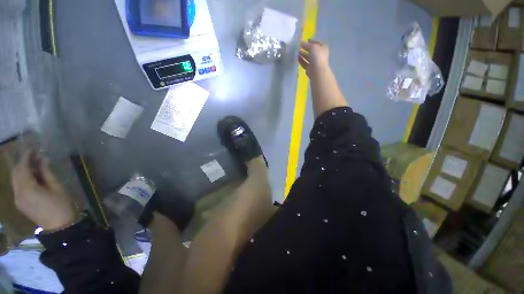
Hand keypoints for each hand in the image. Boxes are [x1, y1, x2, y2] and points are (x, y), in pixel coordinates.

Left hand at [11, 151, 77, 230]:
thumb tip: (43, 159)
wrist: (59, 227)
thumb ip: (47, 173)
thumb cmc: (61, 205)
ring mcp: (18, 199)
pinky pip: (17, 187)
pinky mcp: (20, 203)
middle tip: (34, 156)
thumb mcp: (57, 188)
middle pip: (16, 173)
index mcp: (28, 189)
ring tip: (34, 166)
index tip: (32, 149)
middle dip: (23, 163)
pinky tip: (32, 178)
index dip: (26, 157)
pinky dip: (22, 179)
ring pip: (15, 180)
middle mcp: (18, 193)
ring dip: (22, 171)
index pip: (22, 168)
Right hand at [298, 39, 329, 76]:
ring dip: (302, 54)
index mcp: (323, 48)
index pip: (317, 43)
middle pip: (311, 50)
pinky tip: (297, 57)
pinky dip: (301, 60)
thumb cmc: (317, 56)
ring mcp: (314, 62)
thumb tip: (301, 43)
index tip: (305, 40)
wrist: (317, 71)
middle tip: (299, 46)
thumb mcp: (313, 47)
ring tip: (297, 51)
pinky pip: (304, 63)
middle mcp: (319, 55)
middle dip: (306, 48)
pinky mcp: (309, 68)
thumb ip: (306, 44)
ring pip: (307, 57)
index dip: (311, 41)